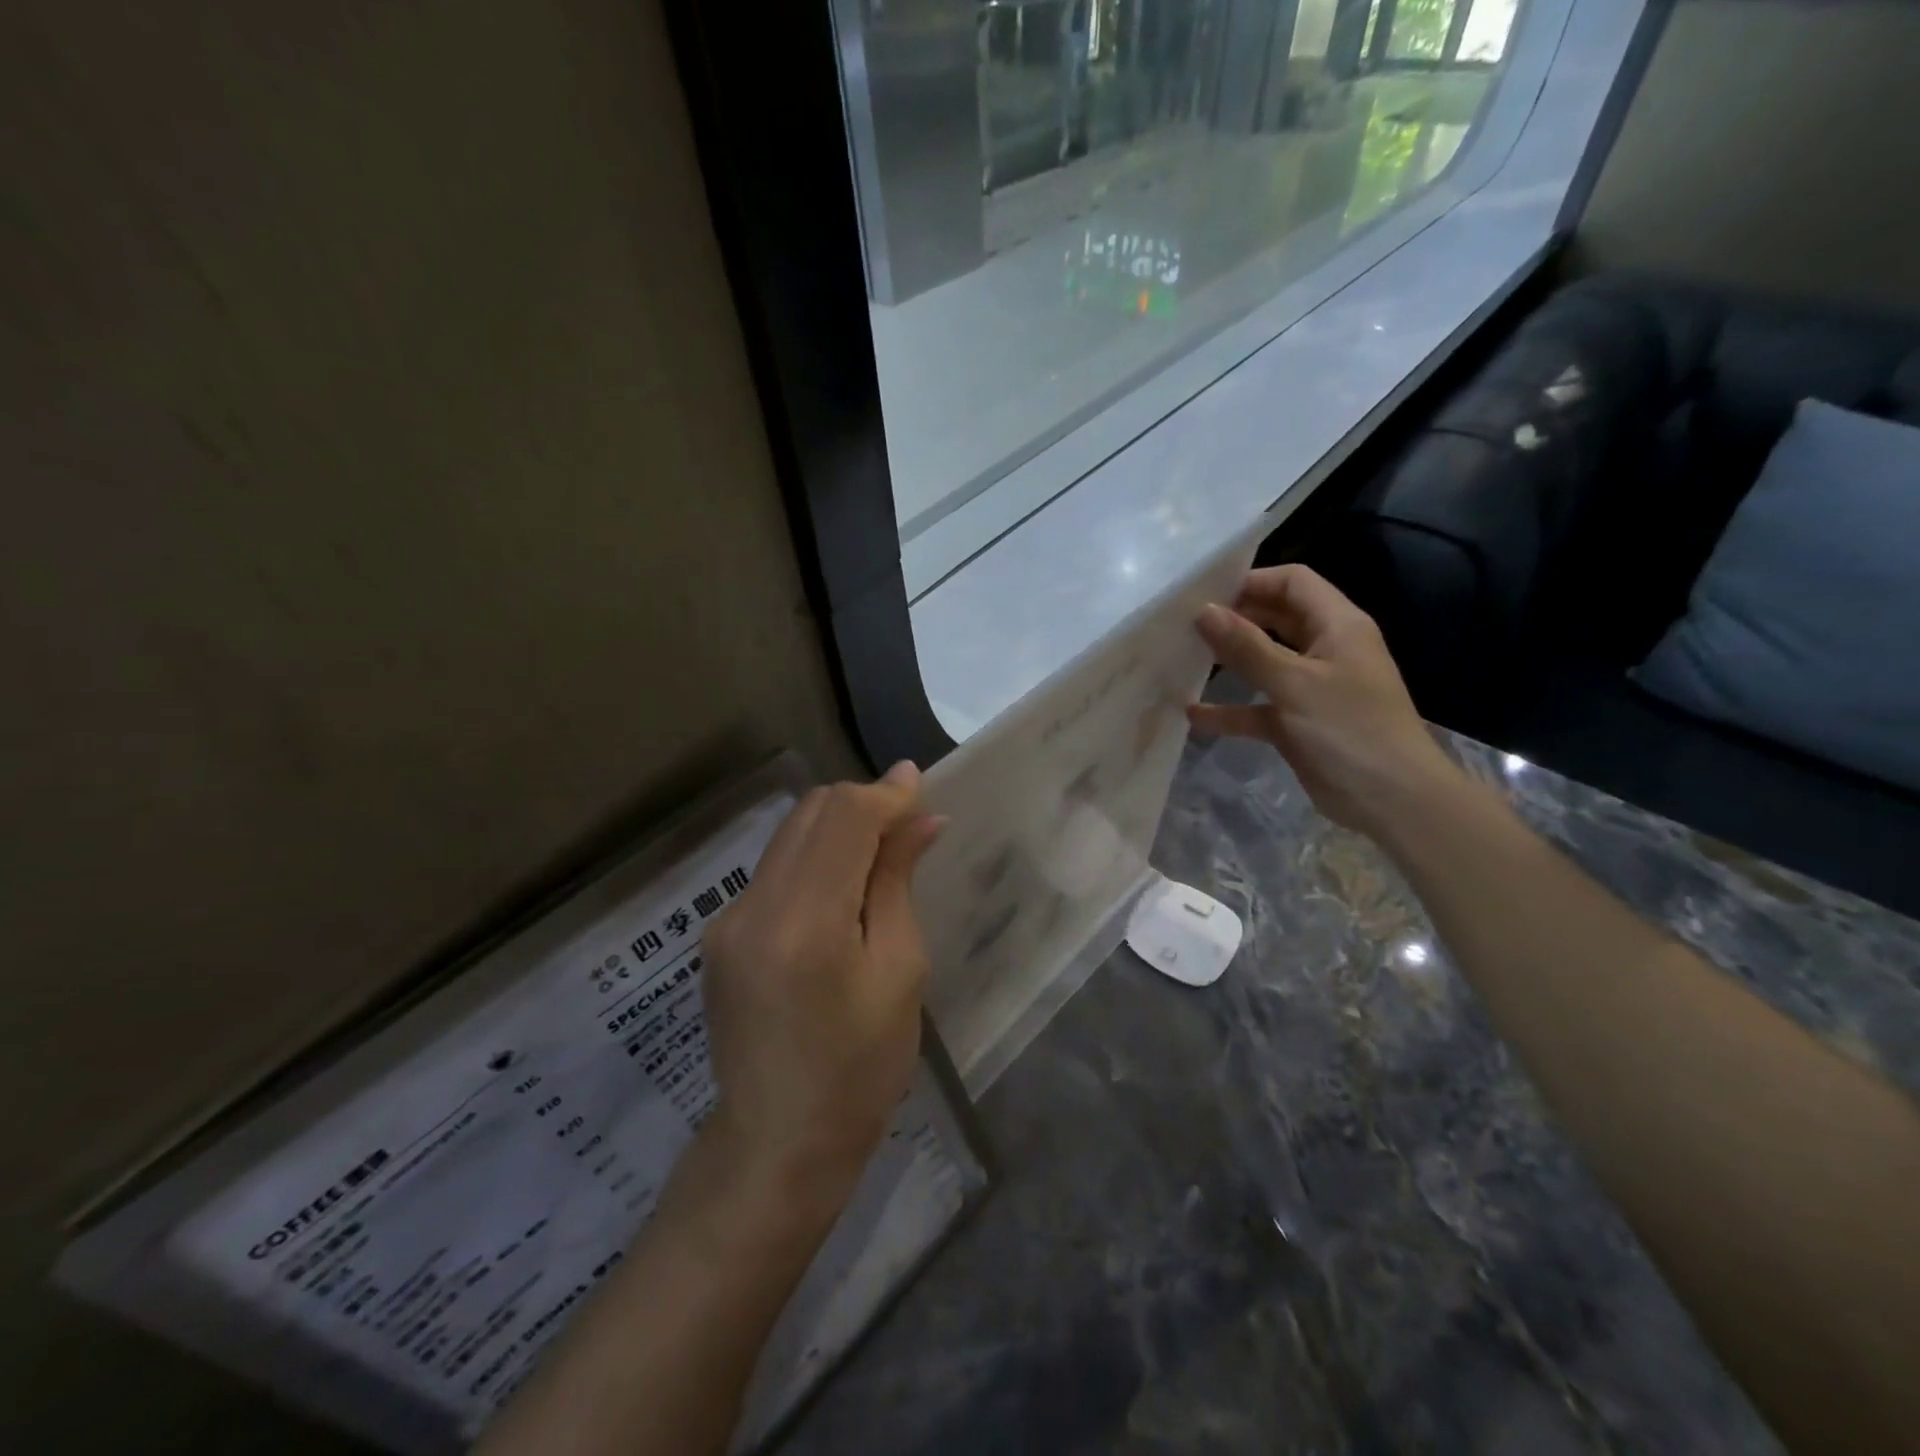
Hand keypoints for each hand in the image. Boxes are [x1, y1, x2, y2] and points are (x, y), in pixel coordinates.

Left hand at [699, 763, 943, 1202]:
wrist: (778, 1144)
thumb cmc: (860, 1069)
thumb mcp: (899, 972)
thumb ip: (897, 883)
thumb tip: (920, 820)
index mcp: (806, 922)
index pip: (844, 818)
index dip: (885, 793)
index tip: (919, 782)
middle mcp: (754, 907)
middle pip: (810, 814)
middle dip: (861, 804)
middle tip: (906, 823)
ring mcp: (727, 921)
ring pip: (788, 836)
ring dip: (836, 828)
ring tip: (880, 852)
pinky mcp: (718, 935)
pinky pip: (773, 871)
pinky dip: (812, 860)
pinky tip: (840, 890)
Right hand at [1188, 565, 1461, 840]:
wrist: (1391, 801)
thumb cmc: (1349, 730)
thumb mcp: (1294, 683)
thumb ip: (1247, 646)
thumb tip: (1204, 610)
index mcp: (1337, 626)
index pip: (1293, 583)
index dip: (1252, 581)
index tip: (1205, 594)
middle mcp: (1325, 649)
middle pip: (1276, 619)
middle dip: (1235, 619)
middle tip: (1186, 625)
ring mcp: (1311, 688)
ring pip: (1265, 663)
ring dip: (1229, 662)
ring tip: (1184, 659)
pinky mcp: (1299, 723)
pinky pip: (1258, 708)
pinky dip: (1231, 709)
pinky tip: (1193, 715)